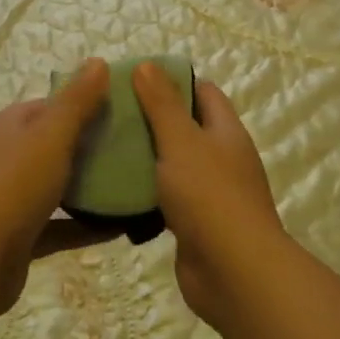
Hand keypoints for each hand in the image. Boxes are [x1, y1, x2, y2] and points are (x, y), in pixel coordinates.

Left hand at [0, 58, 117, 316]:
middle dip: (93, 146)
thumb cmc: (13, 185)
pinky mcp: (19, 236)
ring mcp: (10, 198)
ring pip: (57, 185)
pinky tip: (119, 228)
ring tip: (133, 186)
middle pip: (55, 144)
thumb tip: (98, 61)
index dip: (87, 103)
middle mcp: (6, 156)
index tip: (125, 111)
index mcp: (10, 125)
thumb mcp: (51, 134)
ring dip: (90, 187)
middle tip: (136, 150)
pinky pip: (58, 225)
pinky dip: (84, 225)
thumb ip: (77, 100)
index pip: (53, 105)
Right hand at [132, 62, 284, 330]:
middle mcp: (222, 159)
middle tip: (112, 113)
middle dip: (152, 119)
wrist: (234, 274)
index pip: (203, 92)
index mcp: (226, 132)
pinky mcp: (195, 225)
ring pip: (174, 165)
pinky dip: (146, 194)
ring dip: (146, 158)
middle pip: (186, 128)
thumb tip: (147, 64)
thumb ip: (162, 104)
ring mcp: (211, 194)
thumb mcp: (181, 140)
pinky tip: (116, 192)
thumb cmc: (209, 196)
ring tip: (106, 148)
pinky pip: (167, 199)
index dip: (173, 81)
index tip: (135, 80)